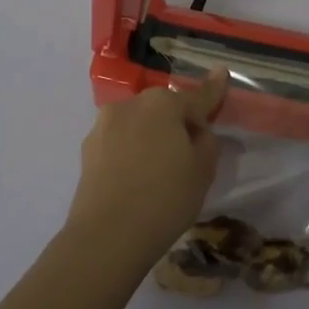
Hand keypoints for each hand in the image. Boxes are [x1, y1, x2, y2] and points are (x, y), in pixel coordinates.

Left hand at [67, 70, 230, 279]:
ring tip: (158, 171)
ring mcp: (103, 126)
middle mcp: (130, 105)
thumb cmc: (166, 198)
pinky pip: (119, 143)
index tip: (221, 72)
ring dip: (151, 137)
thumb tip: (196, 129)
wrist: (107, 236)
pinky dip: (131, 152)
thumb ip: (206, 139)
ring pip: (138, 124)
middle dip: (177, 123)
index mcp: (163, 103)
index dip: (213, 89)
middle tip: (189, 154)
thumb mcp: (203, 169)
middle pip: (163, 109)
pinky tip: (136, 179)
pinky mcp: (87, 150)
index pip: (196, 97)